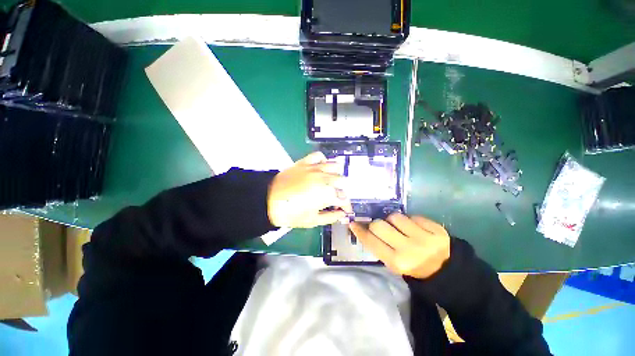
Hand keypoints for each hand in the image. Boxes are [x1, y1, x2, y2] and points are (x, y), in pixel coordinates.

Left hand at [268, 152, 352, 227]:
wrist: (267, 200)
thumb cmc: (290, 213)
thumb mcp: (312, 221)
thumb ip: (331, 217)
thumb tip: (342, 214)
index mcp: (327, 194)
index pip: (344, 198)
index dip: (346, 206)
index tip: (344, 210)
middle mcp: (324, 178)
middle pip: (342, 181)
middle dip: (341, 191)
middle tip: (334, 198)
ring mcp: (315, 168)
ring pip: (335, 165)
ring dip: (336, 175)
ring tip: (330, 182)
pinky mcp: (305, 162)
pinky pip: (319, 156)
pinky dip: (323, 161)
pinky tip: (321, 168)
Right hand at [350, 213, 450, 278]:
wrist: (444, 269)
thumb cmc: (413, 267)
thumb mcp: (393, 264)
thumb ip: (378, 246)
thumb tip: (362, 228)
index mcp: (397, 262)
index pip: (371, 241)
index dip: (360, 231)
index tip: (354, 223)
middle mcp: (409, 249)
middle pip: (379, 224)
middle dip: (376, 224)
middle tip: (381, 228)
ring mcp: (424, 238)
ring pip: (394, 216)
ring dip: (393, 220)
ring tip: (400, 228)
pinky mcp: (436, 229)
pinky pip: (412, 215)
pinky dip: (409, 220)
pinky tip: (414, 228)